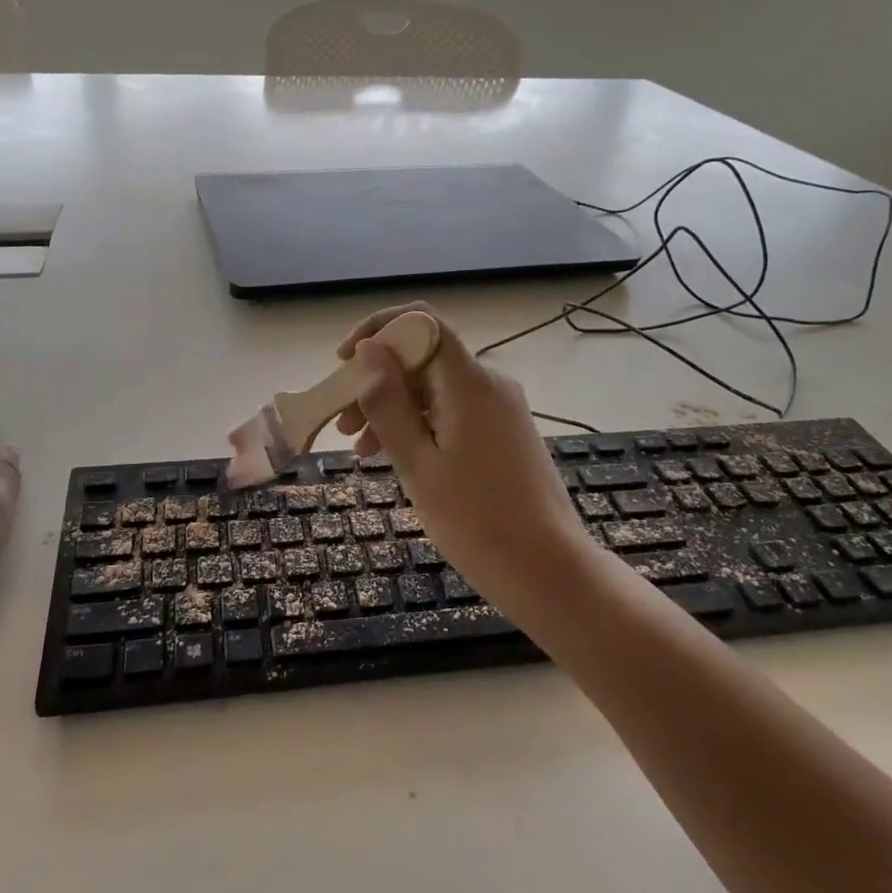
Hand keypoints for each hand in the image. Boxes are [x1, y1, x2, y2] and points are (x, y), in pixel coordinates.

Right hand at [334, 305, 596, 611]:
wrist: (548, 570)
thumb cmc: (476, 521)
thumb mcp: (418, 463)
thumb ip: (388, 403)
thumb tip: (368, 350)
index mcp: (469, 382)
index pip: (422, 322)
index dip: (378, 330)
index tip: (344, 360)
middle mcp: (489, 383)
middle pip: (424, 357)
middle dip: (378, 381)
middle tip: (343, 424)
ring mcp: (501, 408)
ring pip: (435, 388)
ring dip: (395, 407)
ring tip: (362, 450)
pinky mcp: (505, 432)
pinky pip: (453, 411)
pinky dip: (421, 425)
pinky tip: (398, 456)